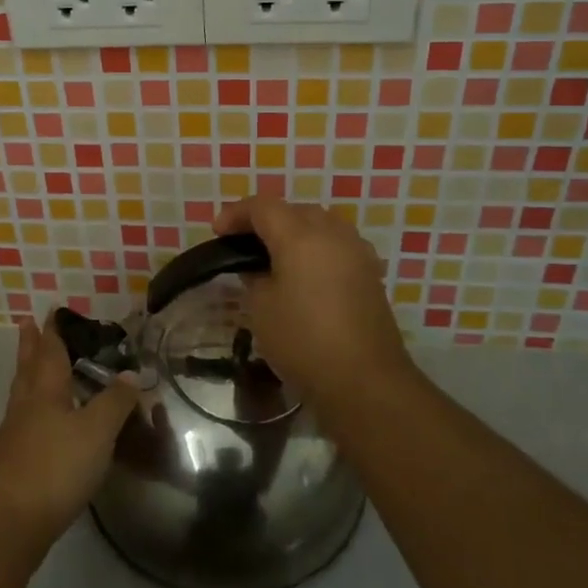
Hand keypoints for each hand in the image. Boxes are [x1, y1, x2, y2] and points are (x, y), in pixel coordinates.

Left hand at [0, 317, 139, 553]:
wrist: (9, 521)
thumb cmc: (55, 465)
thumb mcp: (96, 431)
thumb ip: (115, 402)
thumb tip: (130, 374)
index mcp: (45, 390)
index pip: (50, 351)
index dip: (53, 331)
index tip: (50, 311)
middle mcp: (27, 405)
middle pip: (28, 367)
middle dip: (31, 345)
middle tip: (27, 324)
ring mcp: (16, 435)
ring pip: (23, 394)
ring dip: (29, 375)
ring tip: (34, 367)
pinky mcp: (14, 463)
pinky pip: (25, 422)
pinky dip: (34, 410)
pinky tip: (43, 422)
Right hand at [213, 197, 412, 405]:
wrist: (364, 380)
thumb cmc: (303, 341)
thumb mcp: (261, 308)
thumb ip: (254, 277)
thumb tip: (257, 267)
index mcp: (300, 236)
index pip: (263, 207)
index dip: (236, 214)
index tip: (217, 231)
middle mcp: (332, 233)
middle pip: (294, 210)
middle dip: (266, 220)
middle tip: (243, 242)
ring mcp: (356, 251)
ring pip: (320, 224)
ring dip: (294, 231)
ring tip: (275, 254)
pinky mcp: (370, 273)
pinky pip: (337, 245)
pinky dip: (316, 248)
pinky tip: (306, 272)